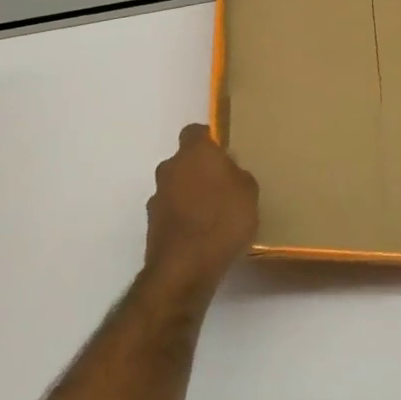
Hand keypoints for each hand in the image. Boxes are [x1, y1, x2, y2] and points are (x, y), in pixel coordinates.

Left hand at [142, 125, 257, 301]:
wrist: (185, 268)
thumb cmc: (223, 220)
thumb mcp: (249, 192)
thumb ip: (237, 174)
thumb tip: (228, 169)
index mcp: (194, 153)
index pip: (195, 131)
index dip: (209, 140)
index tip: (225, 154)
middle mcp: (170, 168)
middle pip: (185, 161)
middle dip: (200, 171)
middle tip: (224, 187)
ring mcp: (157, 196)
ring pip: (176, 187)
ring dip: (190, 195)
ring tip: (213, 216)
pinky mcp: (152, 223)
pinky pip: (172, 212)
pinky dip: (183, 218)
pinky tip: (201, 236)